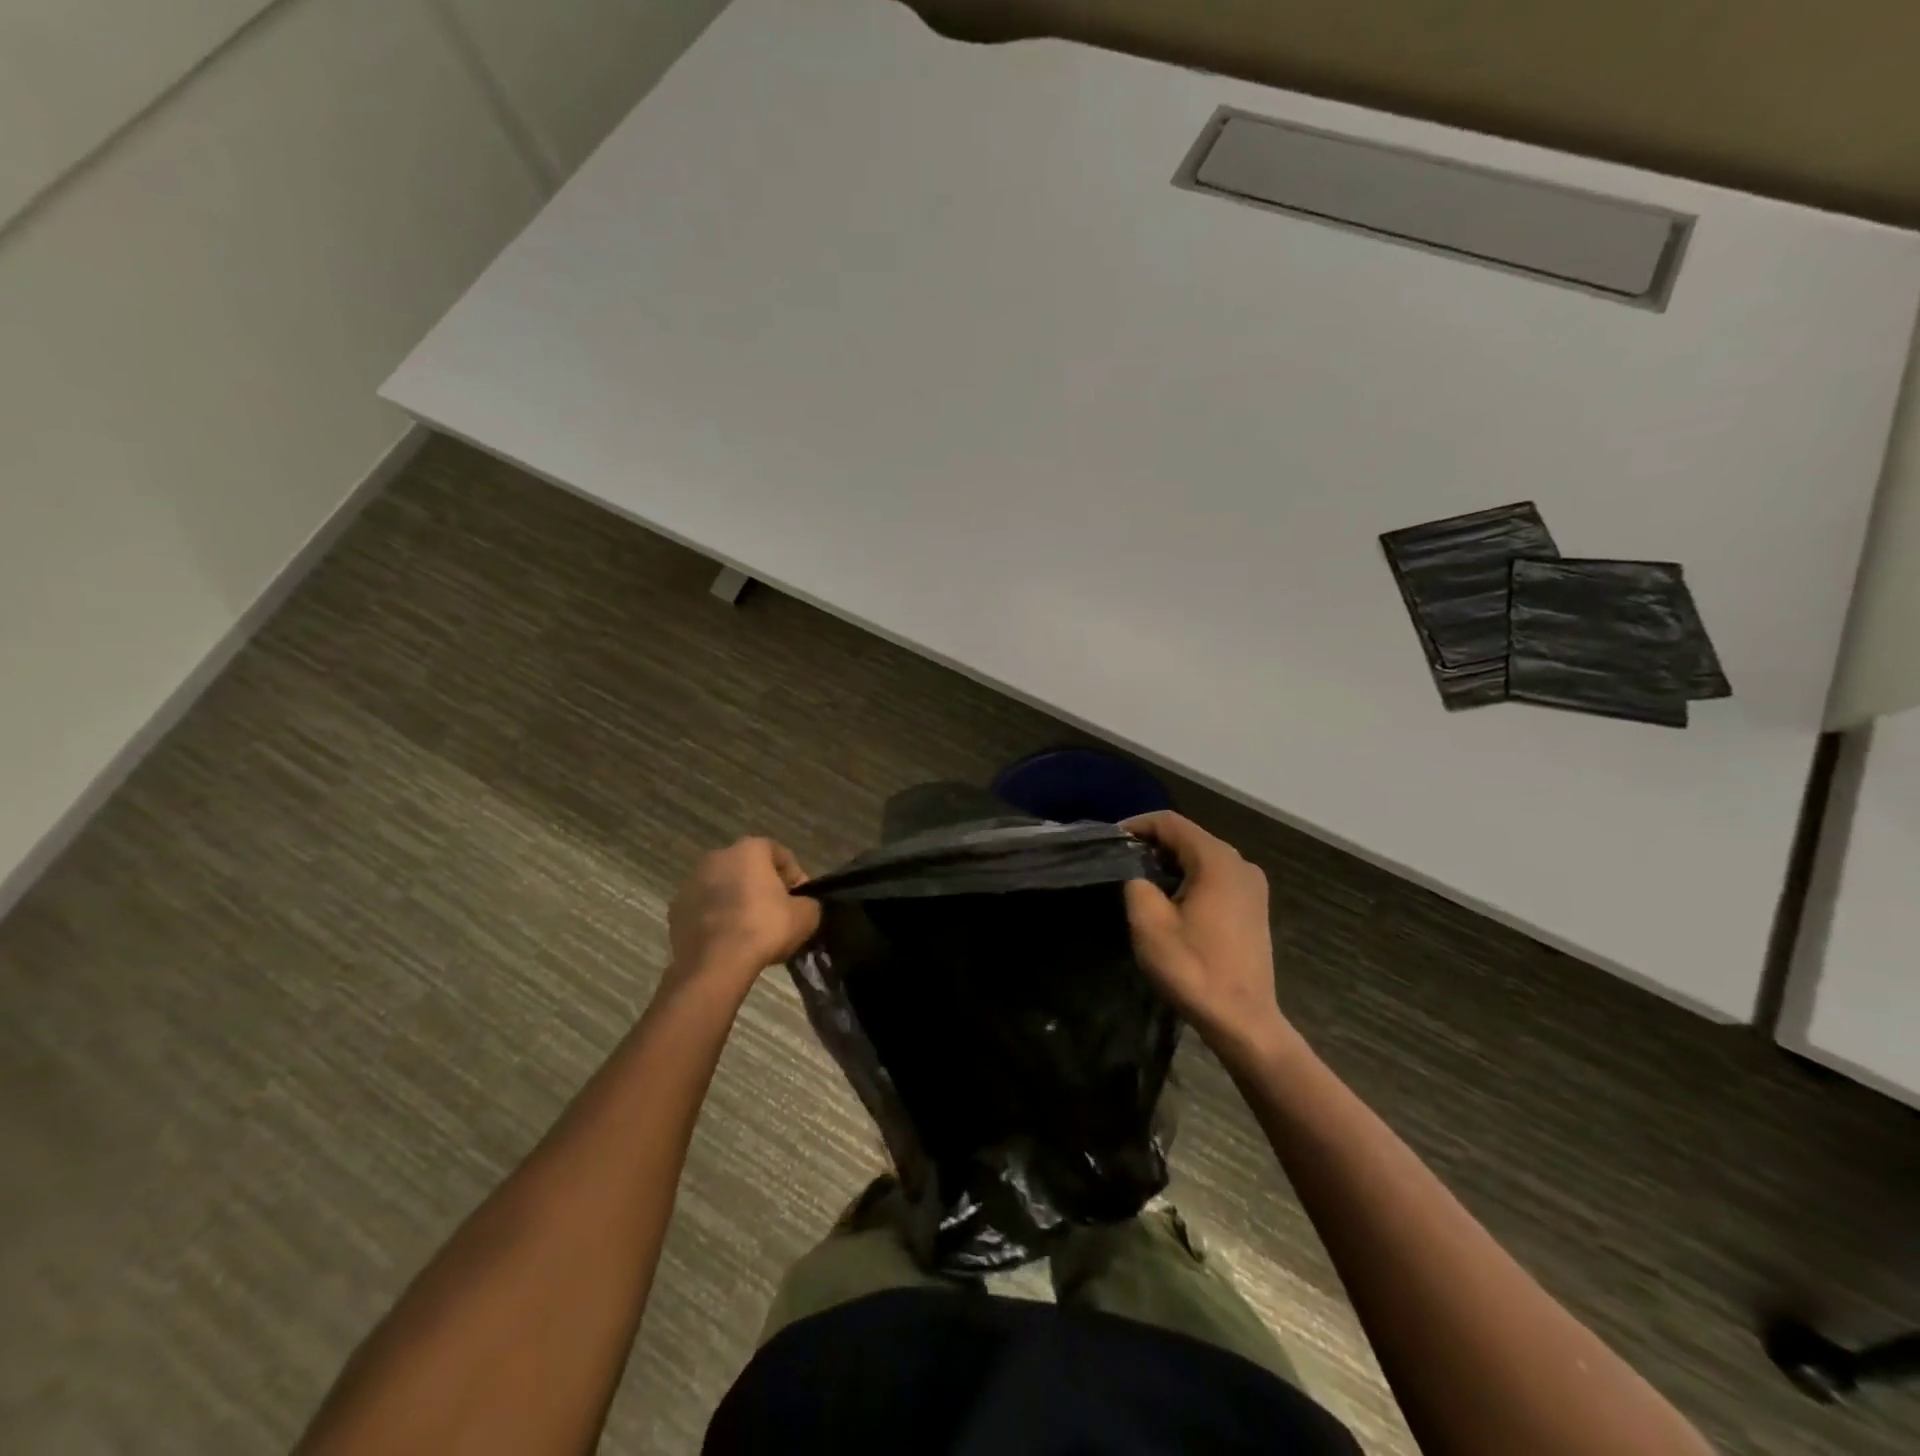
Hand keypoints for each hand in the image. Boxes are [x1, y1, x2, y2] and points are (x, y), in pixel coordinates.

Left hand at [662, 838, 820, 1006]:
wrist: (715, 963)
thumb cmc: (764, 928)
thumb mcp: (806, 916)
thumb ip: (810, 903)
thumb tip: (804, 906)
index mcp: (750, 849)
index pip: (781, 855)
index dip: (796, 878)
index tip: (801, 901)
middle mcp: (717, 857)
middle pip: (749, 869)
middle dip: (764, 888)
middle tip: (778, 915)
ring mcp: (691, 883)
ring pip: (724, 889)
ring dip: (738, 902)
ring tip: (752, 931)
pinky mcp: (676, 910)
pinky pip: (705, 910)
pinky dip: (717, 919)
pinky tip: (729, 941)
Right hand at [1121, 812, 1285, 1045]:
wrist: (1242, 1020)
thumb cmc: (1194, 969)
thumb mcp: (1149, 925)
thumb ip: (1137, 885)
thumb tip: (1137, 876)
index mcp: (1217, 861)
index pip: (1171, 823)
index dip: (1137, 825)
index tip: (1111, 840)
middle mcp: (1240, 864)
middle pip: (1189, 837)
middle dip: (1153, 843)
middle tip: (1121, 859)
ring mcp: (1252, 886)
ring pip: (1203, 857)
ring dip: (1171, 862)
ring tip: (1139, 878)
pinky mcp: (1253, 907)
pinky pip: (1216, 877)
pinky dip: (1190, 877)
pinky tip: (1170, 898)